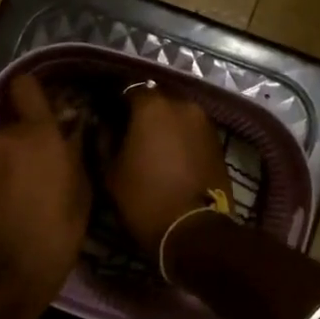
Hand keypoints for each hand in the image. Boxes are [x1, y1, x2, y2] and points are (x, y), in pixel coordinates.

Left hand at [0, 75, 90, 314]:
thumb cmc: (53, 236)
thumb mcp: (81, 194)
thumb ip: (75, 152)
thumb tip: (72, 129)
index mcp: (36, 134)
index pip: (26, 86)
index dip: (35, 90)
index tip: (48, 104)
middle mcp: (1, 136)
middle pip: (15, 121)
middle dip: (29, 136)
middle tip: (45, 164)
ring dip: (11, 158)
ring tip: (24, 190)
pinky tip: (5, 203)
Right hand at [105, 88, 231, 255]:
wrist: (194, 230)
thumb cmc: (144, 198)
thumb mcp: (111, 171)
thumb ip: (103, 139)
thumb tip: (102, 124)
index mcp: (152, 106)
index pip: (128, 88)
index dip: (115, 100)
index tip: (106, 114)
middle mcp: (182, 104)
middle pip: (156, 97)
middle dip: (142, 108)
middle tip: (127, 128)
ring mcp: (204, 121)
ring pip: (176, 112)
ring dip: (163, 121)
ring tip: (150, 142)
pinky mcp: (217, 140)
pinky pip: (191, 128)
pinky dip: (180, 134)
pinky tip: (170, 153)